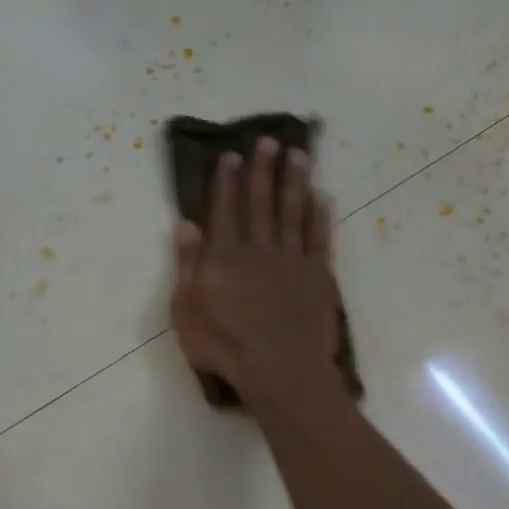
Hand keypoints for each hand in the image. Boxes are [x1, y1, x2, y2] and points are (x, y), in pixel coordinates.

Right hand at [170, 138, 342, 405]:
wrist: (280, 369)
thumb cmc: (224, 345)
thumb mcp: (187, 310)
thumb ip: (188, 265)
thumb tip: (187, 225)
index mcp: (224, 256)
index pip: (225, 209)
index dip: (227, 181)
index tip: (231, 155)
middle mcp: (259, 248)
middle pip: (261, 202)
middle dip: (263, 169)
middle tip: (269, 140)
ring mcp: (292, 259)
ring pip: (293, 211)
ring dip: (295, 180)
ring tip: (299, 154)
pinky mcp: (318, 275)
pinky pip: (319, 237)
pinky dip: (320, 215)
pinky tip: (322, 197)